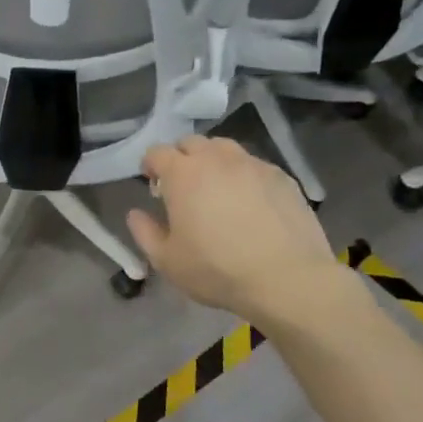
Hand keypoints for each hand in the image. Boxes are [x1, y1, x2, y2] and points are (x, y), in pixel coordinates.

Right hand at [126, 136, 355, 329]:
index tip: (153, 186)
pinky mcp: (282, 177)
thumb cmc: (217, 270)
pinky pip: (254, 166)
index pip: (157, 152)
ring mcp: (253, 164)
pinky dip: (244, 175)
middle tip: (183, 187)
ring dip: (213, 161)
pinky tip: (250, 203)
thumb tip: (135, 213)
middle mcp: (216, 158)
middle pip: (191, 143)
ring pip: (225, 148)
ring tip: (217, 189)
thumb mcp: (167, 261)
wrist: (287, 279)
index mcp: (183, 173)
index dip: (150, 165)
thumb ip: (144, 232)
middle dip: (181, 158)